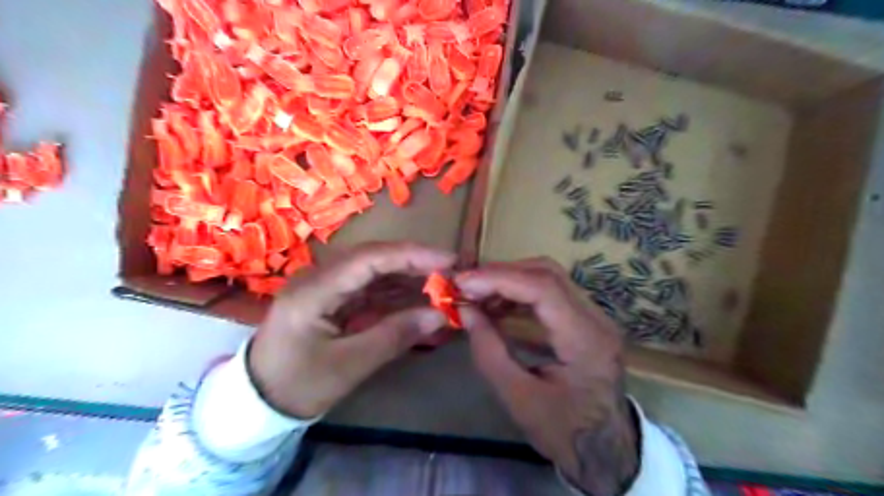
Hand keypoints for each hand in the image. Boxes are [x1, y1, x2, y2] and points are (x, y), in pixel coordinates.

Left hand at [248, 242, 455, 418]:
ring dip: (409, 276)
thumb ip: (394, 336)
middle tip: (452, 271)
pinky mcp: (333, 297)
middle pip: (374, 258)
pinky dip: (396, 292)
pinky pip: (370, 288)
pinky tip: (419, 297)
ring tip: (443, 284)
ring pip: (375, 271)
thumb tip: (440, 315)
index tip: (448, 261)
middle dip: (415, 263)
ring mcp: (326, 286)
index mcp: (314, 290)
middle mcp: (319, 278)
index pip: (369, 258)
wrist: (259, 400)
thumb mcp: (349, 365)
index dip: (412, 255)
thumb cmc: (298, 385)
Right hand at [456, 259, 635, 495]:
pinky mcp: (586, 320)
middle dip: (502, 273)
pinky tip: (497, 305)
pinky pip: (550, 293)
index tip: (463, 282)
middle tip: (466, 285)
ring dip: (510, 280)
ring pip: (549, 277)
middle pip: (547, 273)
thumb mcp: (518, 399)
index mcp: (586, 340)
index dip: (499, 278)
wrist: (607, 450)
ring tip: (477, 294)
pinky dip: (520, 292)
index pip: (543, 288)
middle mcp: (597, 319)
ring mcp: (595, 317)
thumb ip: (489, 352)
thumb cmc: (564, 433)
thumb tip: (466, 311)